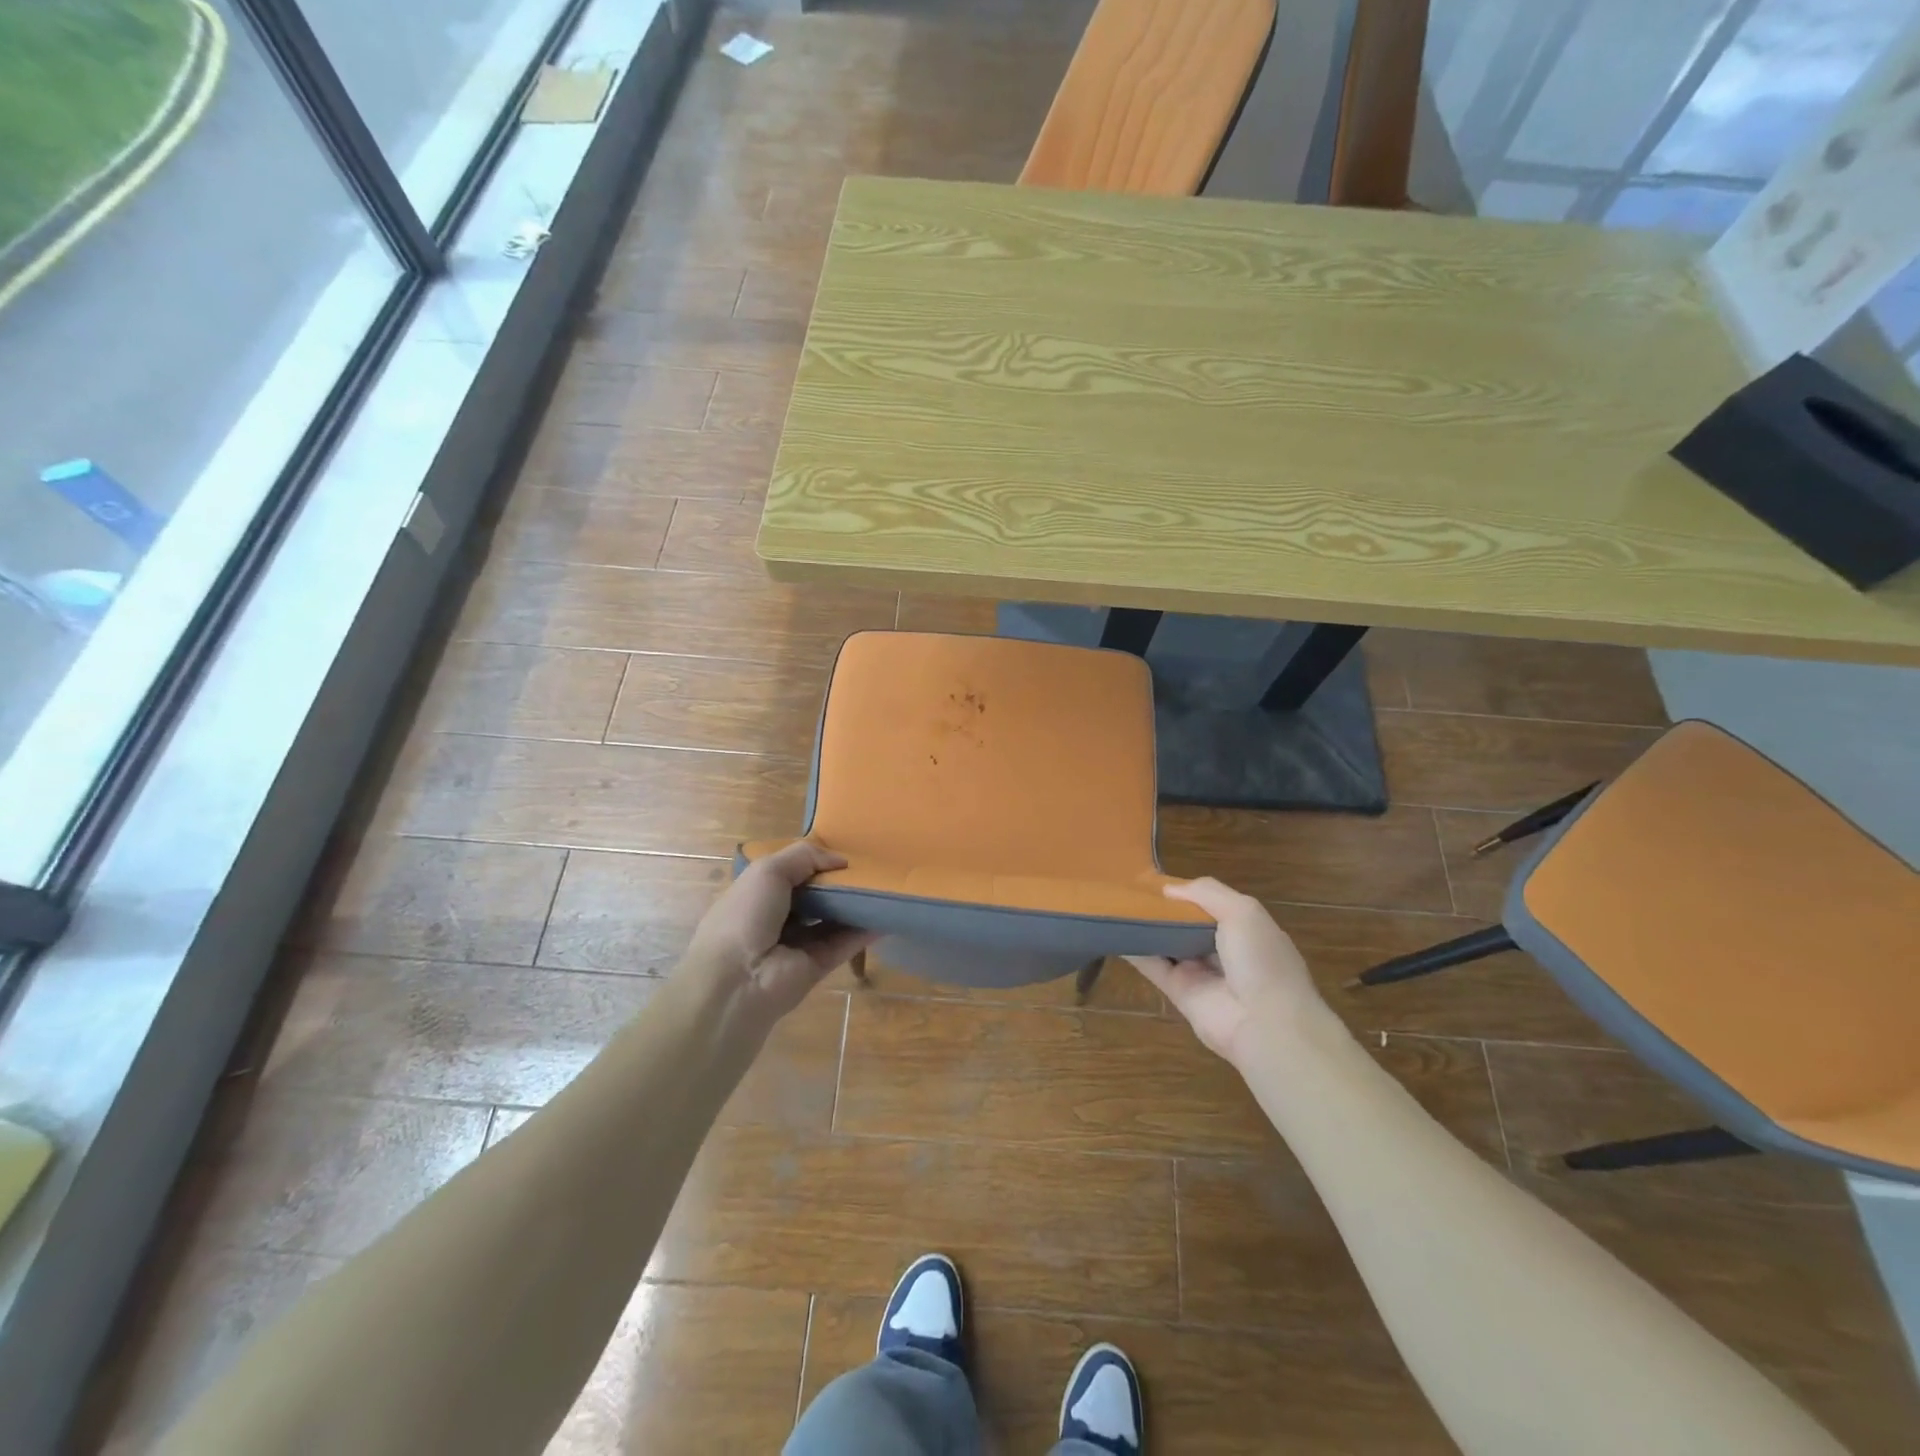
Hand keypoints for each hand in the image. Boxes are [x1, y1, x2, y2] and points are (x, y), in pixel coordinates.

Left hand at [680, 841, 872, 1029]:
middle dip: (837, 882)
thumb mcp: (768, 871)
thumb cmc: (746, 915)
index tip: (843, 851)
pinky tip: (886, 915)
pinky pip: (844, 944)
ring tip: (884, 886)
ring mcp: (797, 944)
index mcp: (757, 893)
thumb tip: (840, 859)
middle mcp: (776, 918)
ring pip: (831, 919)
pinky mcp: (817, 966)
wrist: (738, 981)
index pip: (790, 872)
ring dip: (854, 905)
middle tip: (870, 867)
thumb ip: (804, 856)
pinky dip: (864, 931)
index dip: (814, 861)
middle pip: (814, 896)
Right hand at [1128, 878, 1325, 1065]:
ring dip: (1146, 927)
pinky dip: (1134, 950)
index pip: (1211, 904)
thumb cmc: (1260, 960)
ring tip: (1115, 904)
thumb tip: (1168, 888)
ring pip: (1167, 943)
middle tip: (1130, 888)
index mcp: (1245, 928)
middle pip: (1186, 923)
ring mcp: (1200, 972)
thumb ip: (1207, 892)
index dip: (1187, 893)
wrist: (1266, 1024)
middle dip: (1164, 908)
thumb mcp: (1243, 911)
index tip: (1157, 879)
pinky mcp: (1179, 992)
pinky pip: (1153, 966)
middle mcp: (1222, 949)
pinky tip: (1113, 932)